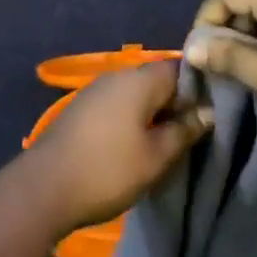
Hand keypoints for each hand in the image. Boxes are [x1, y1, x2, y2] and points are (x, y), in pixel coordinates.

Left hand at [20, 61, 211, 233]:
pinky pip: (118, 104)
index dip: (199, 87)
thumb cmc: (108, 170)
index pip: (180, 68)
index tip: (212, 112)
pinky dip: (132, 119)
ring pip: (137, 93)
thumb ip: (184, 131)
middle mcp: (117, 75)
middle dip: (176, 103)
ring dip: (154, 113)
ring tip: (168, 143)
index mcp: (139, 79)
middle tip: (193, 133)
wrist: (43, 188)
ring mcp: (96, 90)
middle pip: (157, 79)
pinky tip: (137, 145)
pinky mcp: (82, 109)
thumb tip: (207, 112)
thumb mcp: (156, 157)